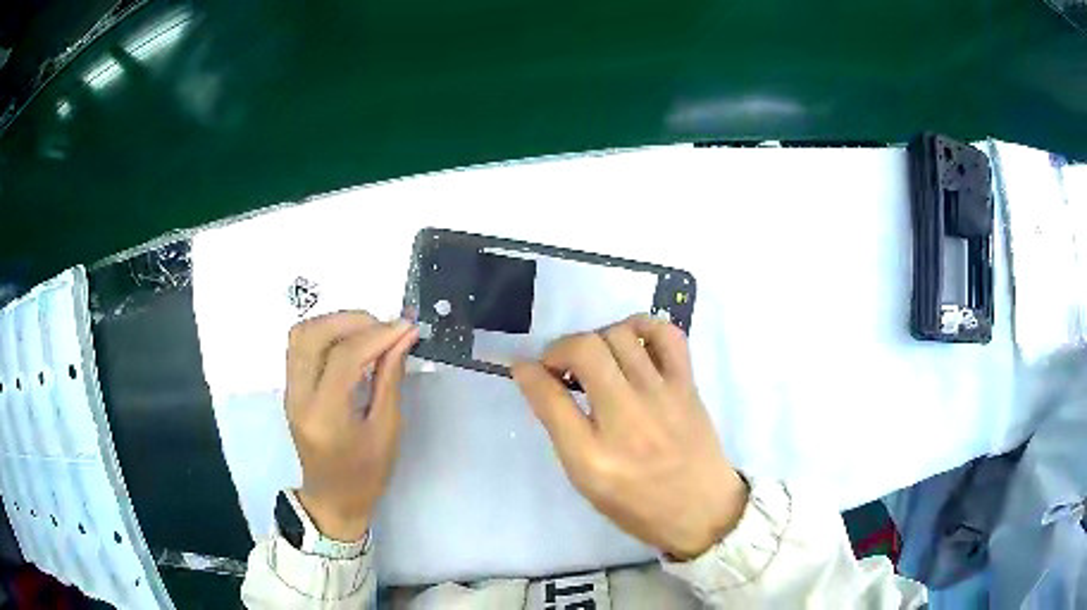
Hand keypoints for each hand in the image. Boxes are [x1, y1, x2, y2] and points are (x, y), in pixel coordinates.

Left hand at [284, 311, 417, 540]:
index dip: (377, 334)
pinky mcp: (290, 388)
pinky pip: (300, 346)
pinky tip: (349, 342)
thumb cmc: (367, 475)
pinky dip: (325, 333)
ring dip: (334, 322)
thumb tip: (403, 337)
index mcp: (325, 416)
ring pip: (301, 334)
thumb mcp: (387, 431)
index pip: (344, 357)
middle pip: (313, 335)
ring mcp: (289, 391)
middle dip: (351, 320)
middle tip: (384, 327)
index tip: (406, 327)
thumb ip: (391, 379)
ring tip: (368, 331)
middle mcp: (299, 397)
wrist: (333, 499)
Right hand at [513, 315, 747, 558]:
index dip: (528, 372)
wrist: (700, 510)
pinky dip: (643, 326)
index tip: (524, 367)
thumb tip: (535, 379)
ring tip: (597, 359)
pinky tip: (632, 342)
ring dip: (596, 339)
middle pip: (585, 350)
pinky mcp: (687, 386)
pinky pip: (667, 334)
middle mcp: (626, 419)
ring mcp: (662, 396)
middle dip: (560, 348)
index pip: (549, 396)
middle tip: (561, 367)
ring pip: (620, 335)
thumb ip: (560, 428)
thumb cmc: (636, 504)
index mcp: (592, 456)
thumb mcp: (585, 480)